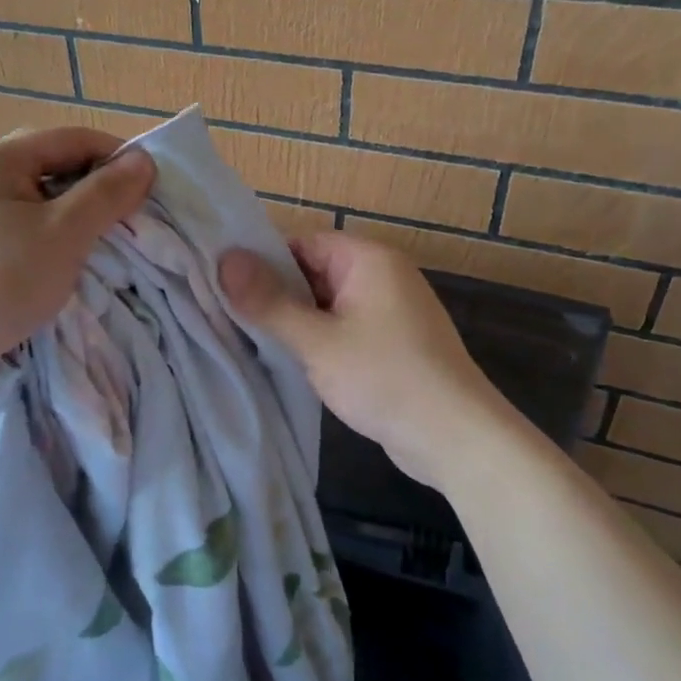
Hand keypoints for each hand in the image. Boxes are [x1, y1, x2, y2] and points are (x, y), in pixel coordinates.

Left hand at [0, 128, 154, 412]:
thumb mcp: (64, 234)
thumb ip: (106, 194)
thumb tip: (144, 160)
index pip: (71, 138)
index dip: (116, 156)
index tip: (151, 186)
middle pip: (50, 166)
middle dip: (94, 188)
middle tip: (129, 218)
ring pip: (34, 201)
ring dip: (72, 216)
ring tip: (102, 243)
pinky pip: (16, 228)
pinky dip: (46, 238)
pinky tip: (61, 264)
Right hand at [219, 233, 524, 489]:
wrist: (456, 437)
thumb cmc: (384, 378)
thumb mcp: (316, 341)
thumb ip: (268, 301)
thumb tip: (224, 259)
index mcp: (368, 259)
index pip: (301, 243)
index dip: (262, 262)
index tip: (225, 288)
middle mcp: (382, 274)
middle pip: (313, 271)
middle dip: (276, 294)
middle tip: (230, 318)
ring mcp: (391, 309)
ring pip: (327, 302)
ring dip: (296, 320)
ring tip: (252, 340)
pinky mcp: (394, 340)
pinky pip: (344, 325)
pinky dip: (319, 338)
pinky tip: (291, 360)